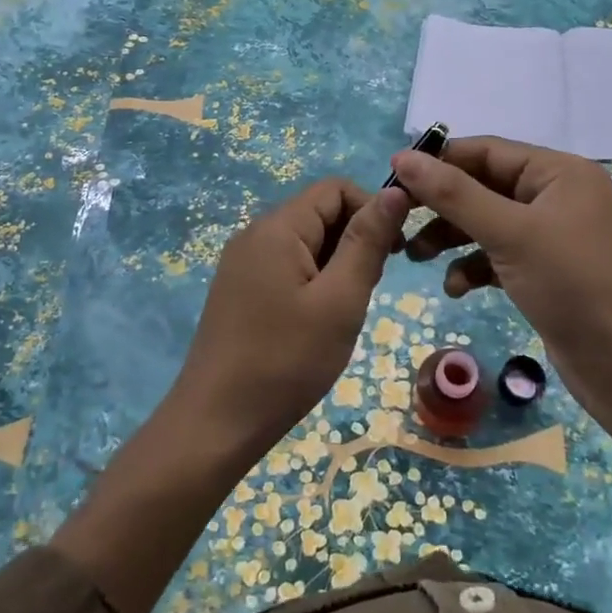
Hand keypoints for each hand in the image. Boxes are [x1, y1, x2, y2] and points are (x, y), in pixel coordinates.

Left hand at [169, 177, 410, 460]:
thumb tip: (395, 191)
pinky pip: (285, 266)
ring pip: (304, 242)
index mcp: (277, 227)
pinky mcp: (238, 289)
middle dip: (353, 240)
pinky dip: (312, 281)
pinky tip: (316, 321)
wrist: (216, 424)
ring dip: (335, 265)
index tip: (394, 254)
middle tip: (366, 292)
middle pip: (318, 212)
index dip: (371, 210)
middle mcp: (254, 234)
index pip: (335, 189)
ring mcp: (241, 263)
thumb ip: (367, 241)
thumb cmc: (286, 361)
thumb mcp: (340, 300)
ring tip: (342, 311)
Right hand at [391, 137, 611, 419]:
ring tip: (415, 257)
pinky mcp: (547, 269)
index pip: (487, 151)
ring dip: (452, 238)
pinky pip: (500, 254)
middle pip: (485, 186)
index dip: (439, 161)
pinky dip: (475, 266)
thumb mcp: (508, 233)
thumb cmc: (571, 285)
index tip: (393, 176)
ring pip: (488, 222)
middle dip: (443, 206)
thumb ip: (454, 193)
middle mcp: (558, 195)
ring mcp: (554, 234)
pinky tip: (457, 288)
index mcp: (560, 172)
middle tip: (399, 221)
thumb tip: (403, 156)